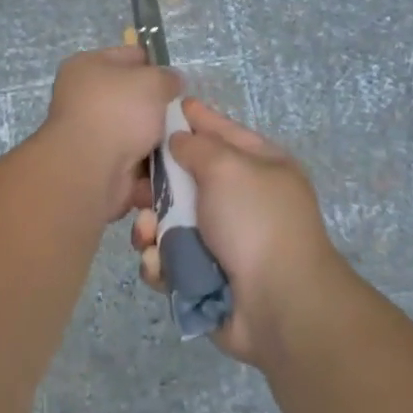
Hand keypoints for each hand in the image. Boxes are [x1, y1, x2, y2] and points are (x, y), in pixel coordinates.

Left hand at [33, 46, 182, 222]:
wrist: (91, 169)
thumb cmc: (118, 112)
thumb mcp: (152, 81)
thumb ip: (168, 78)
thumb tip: (171, 83)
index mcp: (86, 66)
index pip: (130, 56)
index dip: (156, 66)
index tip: (178, 82)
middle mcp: (83, 97)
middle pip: (133, 96)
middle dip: (159, 106)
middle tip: (183, 114)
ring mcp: (90, 133)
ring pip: (136, 130)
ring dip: (158, 136)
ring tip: (182, 139)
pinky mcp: (99, 164)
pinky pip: (134, 159)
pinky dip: (151, 162)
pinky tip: (172, 162)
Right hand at [133, 99, 342, 364]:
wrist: (279, 305)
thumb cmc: (255, 222)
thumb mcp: (228, 166)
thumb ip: (196, 145)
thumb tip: (177, 139)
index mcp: (259, 166)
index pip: (220, 131)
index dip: (190, 119)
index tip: (156, 108)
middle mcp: (240, 200)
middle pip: (185, 179)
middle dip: (156, 183)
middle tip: (134, 187)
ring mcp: (222, 241)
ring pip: (168, 222)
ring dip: (150, 226)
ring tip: (146, 232)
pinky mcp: (202, 277)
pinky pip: (168, 261)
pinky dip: (160, 262)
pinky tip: (159, 264)